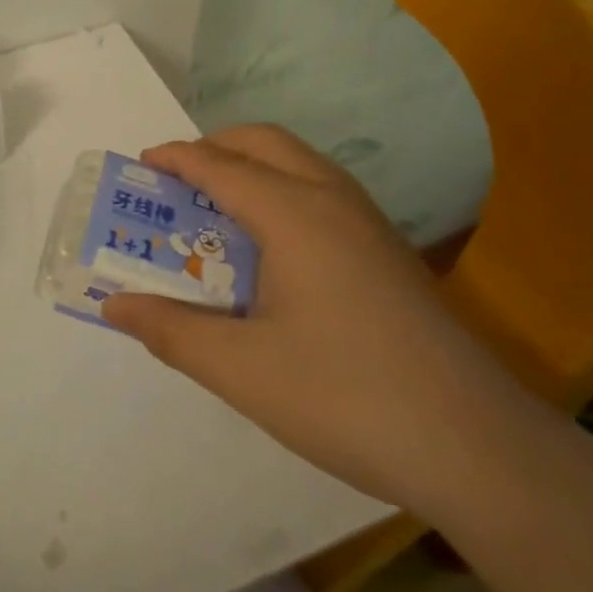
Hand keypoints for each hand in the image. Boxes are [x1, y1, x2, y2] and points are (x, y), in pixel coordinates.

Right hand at [101, 126, 533, 516]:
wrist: (479, 448)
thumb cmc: (346, 397)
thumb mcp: (241, 369)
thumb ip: (171, 330)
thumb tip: (113, 304)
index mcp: (293, 213)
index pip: (218, 164)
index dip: (173, 159)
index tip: (138, 167)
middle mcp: (332, 200)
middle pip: (263, 143)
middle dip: (213, 149)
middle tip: (176, 186)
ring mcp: (369, 224)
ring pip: (299, 164)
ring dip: (250, 168)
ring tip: (216, 214)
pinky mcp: (389, 253)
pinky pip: (322, 193)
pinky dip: (281, 193)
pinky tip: (272, 253)